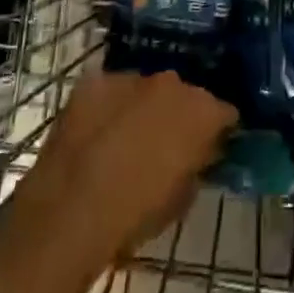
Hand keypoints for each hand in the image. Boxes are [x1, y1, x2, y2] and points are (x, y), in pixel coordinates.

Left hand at [30, 69, 236, 265]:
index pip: (224, 112)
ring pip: (145, 89)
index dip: (217, 130)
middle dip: (178, 114)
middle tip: (164, 143)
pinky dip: (107, 106)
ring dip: (142, 107)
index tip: (208, 146)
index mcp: (203, 111)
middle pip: (184, 94)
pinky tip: (95, 131)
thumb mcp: (182, 199)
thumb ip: (197, 165)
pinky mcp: (95, 82)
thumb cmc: (135, 214)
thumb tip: (198, 155)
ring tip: (125, 136)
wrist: (69, 211)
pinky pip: (109, 90)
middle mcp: (174, 83)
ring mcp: (132, 78)